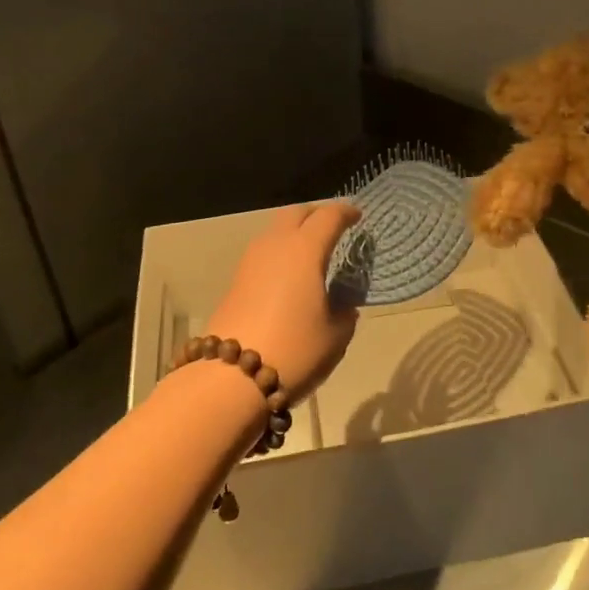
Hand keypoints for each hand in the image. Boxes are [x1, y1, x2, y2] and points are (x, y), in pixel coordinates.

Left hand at [203, 202, 361, 403]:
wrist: (231, 377)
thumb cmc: (294, 350)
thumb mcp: (335, 336)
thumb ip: (344, 312)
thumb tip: (342, 304)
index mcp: (305, 249)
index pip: (328, 216)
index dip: (345, 212)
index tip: (357, 216)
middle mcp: (276, 245)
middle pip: (296, 213)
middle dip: (316, 215)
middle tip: (333, 227)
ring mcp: (251, 261)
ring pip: (276, 230)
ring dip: (295, 233)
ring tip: (312, 252)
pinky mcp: (236, 280)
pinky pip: (264, 253)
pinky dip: (280, 253)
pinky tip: (289, 275)